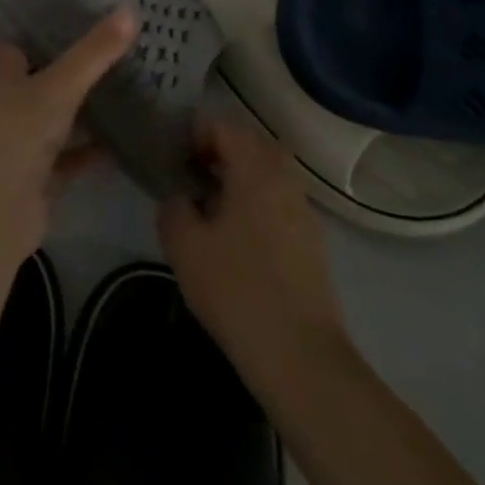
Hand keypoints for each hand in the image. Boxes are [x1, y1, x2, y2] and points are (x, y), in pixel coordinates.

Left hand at [0, 8, 135, 259]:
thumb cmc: (16, 133)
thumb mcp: (59, 86)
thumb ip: (94, 52)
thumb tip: (131, 8)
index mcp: (2, 71)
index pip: (27, 39)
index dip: (54, 27)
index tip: (94, 14)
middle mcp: (8, 101)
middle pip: (47, 77)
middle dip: (79, 67)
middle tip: (126, 49)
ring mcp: (23, 140)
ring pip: (60, 116)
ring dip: (88, 108)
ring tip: (135, 88)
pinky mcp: (39, 176)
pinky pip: (72, 156)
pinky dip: (95, 150)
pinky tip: (129, 141)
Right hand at [157, 115, 349, 386]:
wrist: (300, 358)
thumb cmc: (236, 289)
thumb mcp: (184, 243)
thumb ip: (173, 205)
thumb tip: (180, 196)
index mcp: (256, 169)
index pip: (223, 125)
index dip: (193, 135)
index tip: (173, 161)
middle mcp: (285, 179)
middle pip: (250, 143)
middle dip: (218, 151)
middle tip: (190, 177)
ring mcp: (303, 211)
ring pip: (268, 172)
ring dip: (238, 176)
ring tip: (210, 207)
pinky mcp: (311, 242)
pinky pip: (278, 200)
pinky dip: (255, 201)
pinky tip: (235, 238)